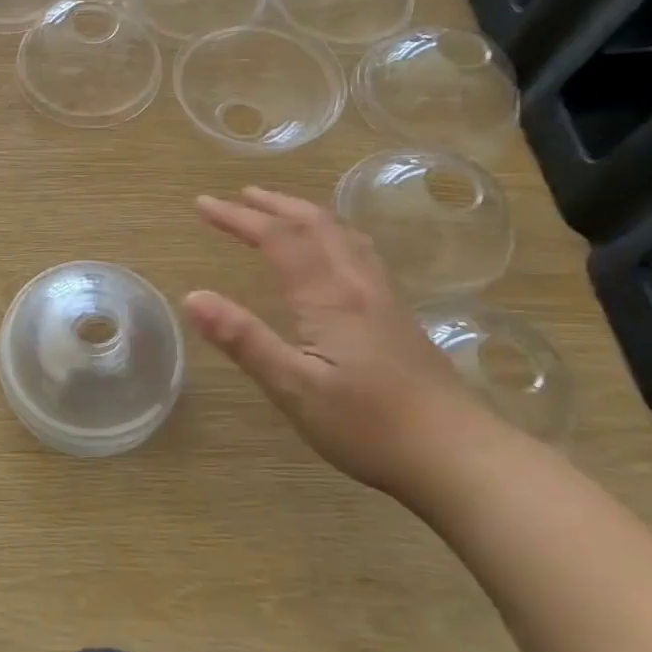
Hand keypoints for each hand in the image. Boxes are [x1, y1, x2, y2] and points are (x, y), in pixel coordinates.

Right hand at [185, 187, 495, 495]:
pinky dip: (332, 233)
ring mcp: (384, 298)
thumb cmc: (369, 426)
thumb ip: (243, 340)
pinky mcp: (398, 316)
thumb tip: (192, 297)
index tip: (202, 204)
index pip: (278, 238)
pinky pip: (359, 252)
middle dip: (273, 205)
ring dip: (304, 213)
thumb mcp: (294, 388)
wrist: (459, 456)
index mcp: (329, 296)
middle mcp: (358, 284)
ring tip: (279, 209)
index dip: (238, 217)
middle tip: (238, 195)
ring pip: (343, 234)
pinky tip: (333, 250)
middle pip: (315, 224)